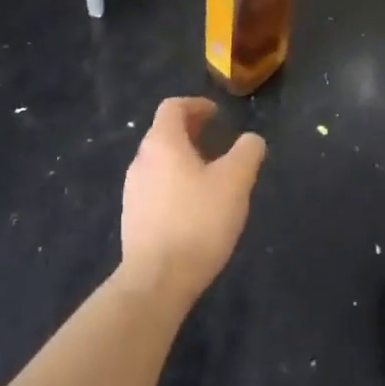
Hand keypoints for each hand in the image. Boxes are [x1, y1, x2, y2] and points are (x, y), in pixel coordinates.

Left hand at [119, 97, 265, 305]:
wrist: (156, 281)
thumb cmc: (197, 221)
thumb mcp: (235, 182)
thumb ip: (247, 153)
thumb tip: (252, 140)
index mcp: (162, 143)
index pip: (173, 107)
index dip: (196, 105)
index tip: (217, 115)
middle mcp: (141, 160)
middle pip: (164, 132)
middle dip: (191, 131)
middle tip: (217, 141)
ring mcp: (133, 190)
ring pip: (159, 161)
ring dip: (183, 158)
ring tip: (210, 175)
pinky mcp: (133, 218)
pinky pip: (155, 186)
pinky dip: (174, 182)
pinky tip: (194, 206)